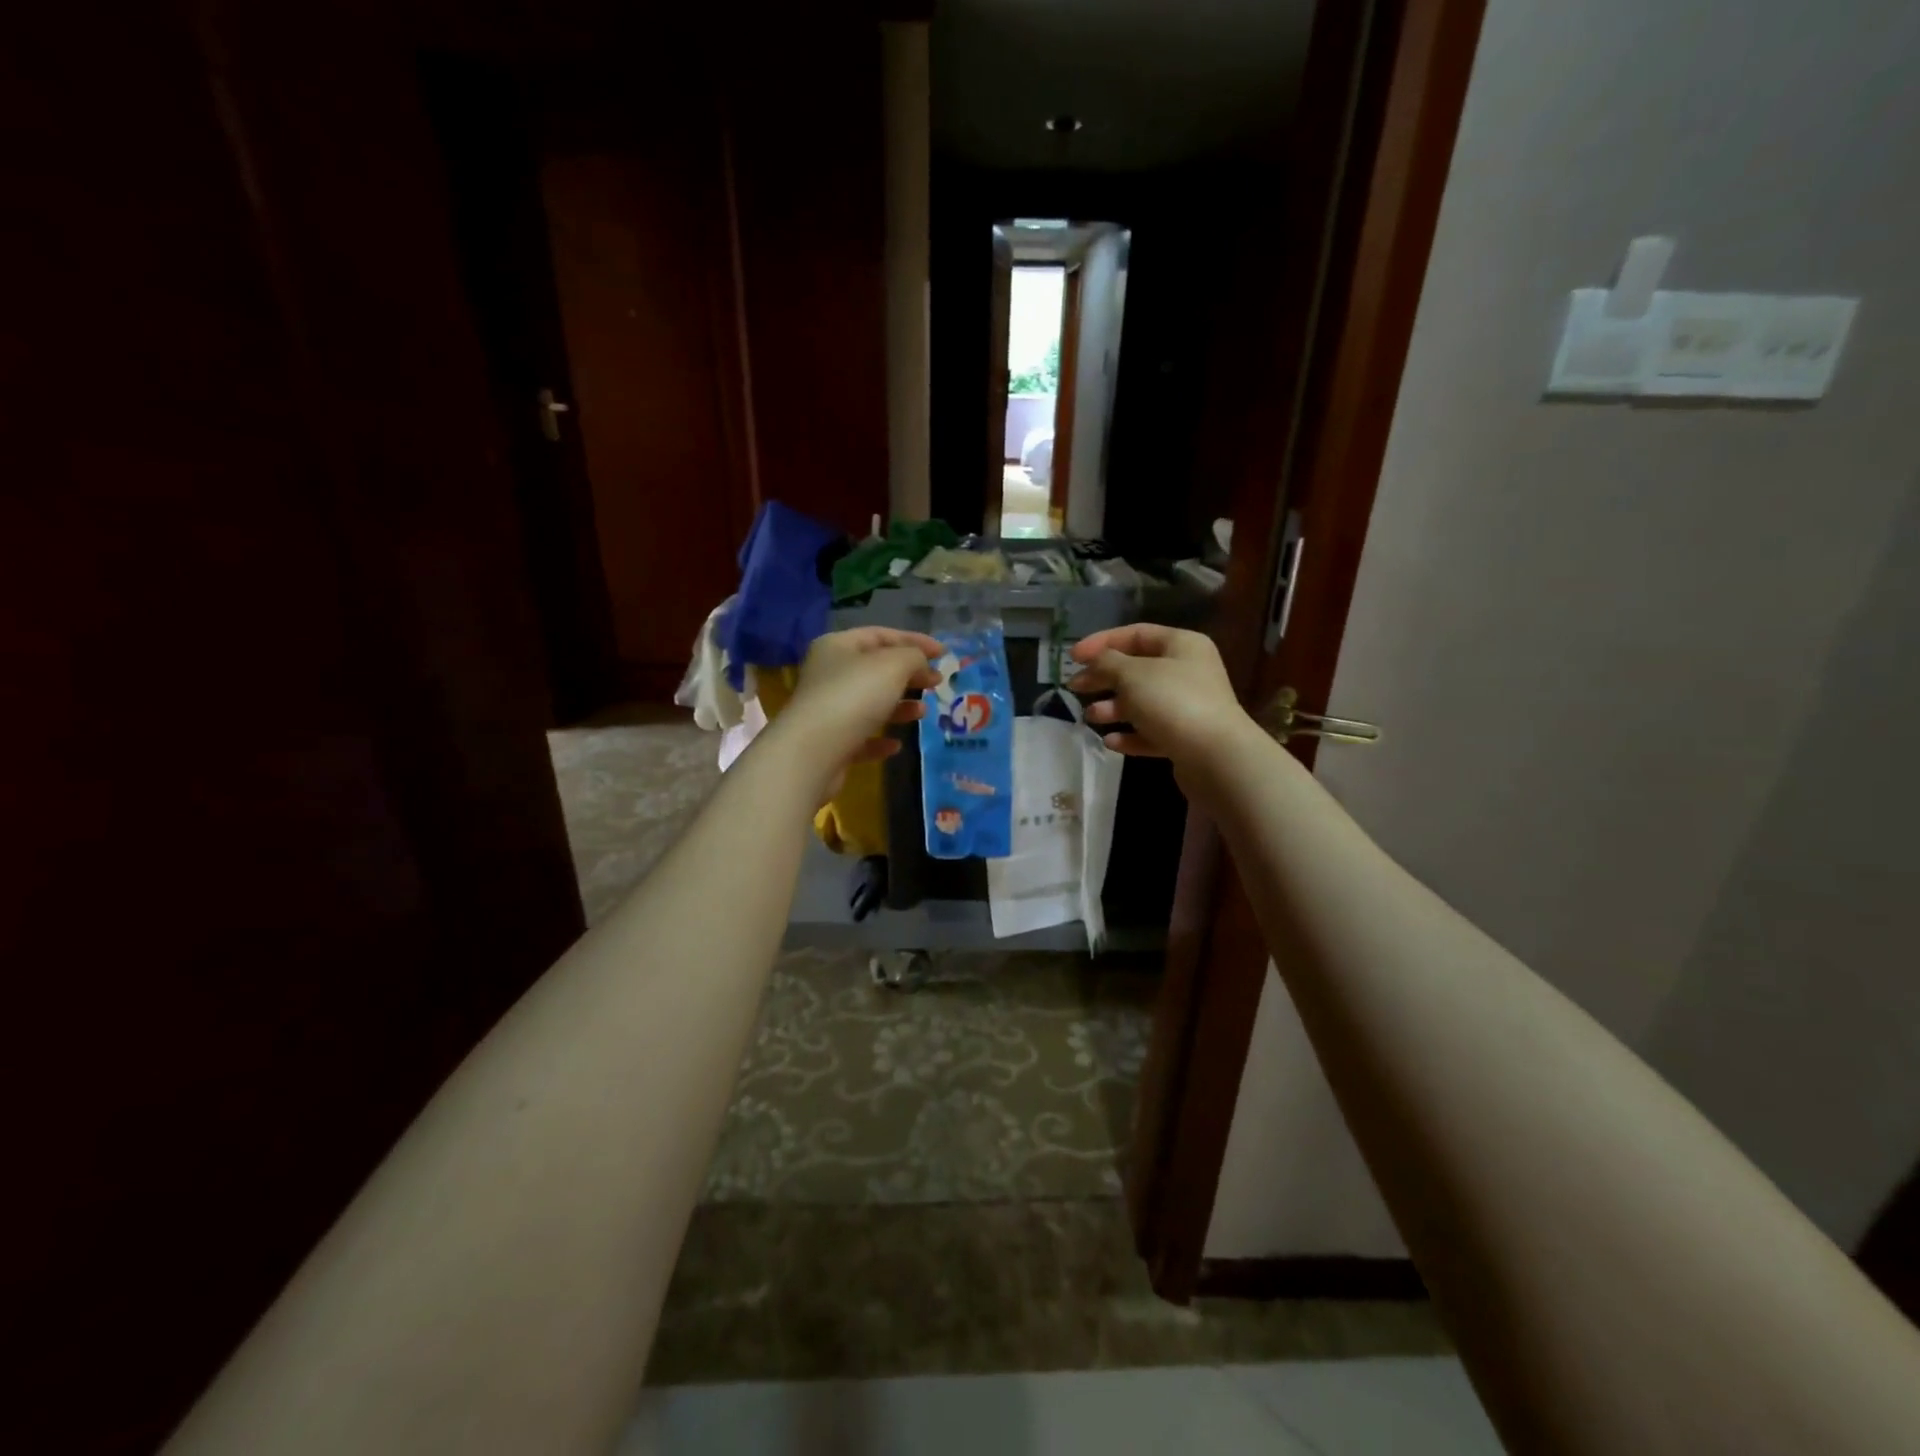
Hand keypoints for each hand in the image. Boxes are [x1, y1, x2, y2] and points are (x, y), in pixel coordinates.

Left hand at [778, 626, 942, 794]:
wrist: (813, 752)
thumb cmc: (854, 697)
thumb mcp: (893, 665)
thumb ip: (914, 657)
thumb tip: (922, 665)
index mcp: (838, 646)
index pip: (881, 635)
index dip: (914, 640)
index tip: (943, 654)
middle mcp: (829, 674)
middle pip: (876, 669)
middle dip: (909, 675)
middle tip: (936, 683)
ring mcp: (828, 710)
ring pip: (870, 703)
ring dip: (899, 707)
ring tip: (923, 713)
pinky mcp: (830, 743)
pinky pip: (861, 736)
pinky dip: (880, 738)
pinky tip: (896, 745)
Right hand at [1068, 625, 1258, 771]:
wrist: (1214, 756)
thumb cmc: (1172, 702)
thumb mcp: (1132, 674)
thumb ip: (1108, 662)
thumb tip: (1096, 660)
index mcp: (1181, 644)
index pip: (1135, 634)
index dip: (1101, 642)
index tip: (1072, 657)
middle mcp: (1188, 671)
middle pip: (1136, 669)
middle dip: (1103, 678)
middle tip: (1075, 687)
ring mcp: (1188, 706)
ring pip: (1142, 702)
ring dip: (1113, 708)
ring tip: (1090, 717)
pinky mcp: (1185, 738)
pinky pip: (1151, 731)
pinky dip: (1130, 735)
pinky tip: (1110, 741)